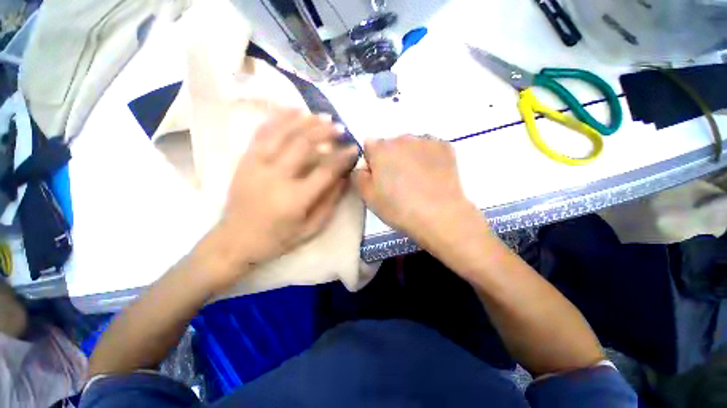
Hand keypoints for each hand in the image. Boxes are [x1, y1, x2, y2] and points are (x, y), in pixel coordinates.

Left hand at [206, 108, 357, 288]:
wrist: (235, 240)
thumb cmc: (277, 238)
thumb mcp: (311, 228)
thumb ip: (330, 202)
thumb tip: (343, 178)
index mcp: (295, 198)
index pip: (325, 170)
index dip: (342, 157)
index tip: (353, 148)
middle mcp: (276, 177)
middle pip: (304, 145)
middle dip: (325, 132)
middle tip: (340, 127)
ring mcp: (257, 165)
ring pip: (283, 133)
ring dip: (305, 121)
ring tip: (321, 116)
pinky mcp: (245, 160)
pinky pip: (262, 132)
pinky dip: (279, 118)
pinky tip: (292, 109)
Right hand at [353, 135, 481, 246]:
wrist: (439, 215)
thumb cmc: (398, 208)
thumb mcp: (368, 197)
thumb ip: (358, 176)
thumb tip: (361, 166)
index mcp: (380, 149)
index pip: (370, 146)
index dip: (372, 162)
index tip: (378, 177)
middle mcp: (402, 138)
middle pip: (391, 145)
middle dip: (391, 158)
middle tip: (398, 181)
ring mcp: (425, 140)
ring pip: (411, 145)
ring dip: (410, 156)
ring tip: (417, 179)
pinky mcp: (444, 147)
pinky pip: (429, 148)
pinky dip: (428, 157)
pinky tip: (432, 175)